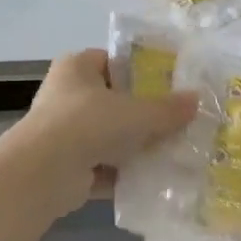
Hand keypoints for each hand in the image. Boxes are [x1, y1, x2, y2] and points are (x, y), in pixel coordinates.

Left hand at [14, 49, 196, 213]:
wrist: (43, 173)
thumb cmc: (88, 123)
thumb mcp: (137, 112)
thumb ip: (167, 108)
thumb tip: (197, 100)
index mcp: (77, 67)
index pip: (113, 61)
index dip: (142, 71)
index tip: (171, 85)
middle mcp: (66, 95)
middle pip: (114, 101)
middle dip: (143, 114)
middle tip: (178, 121)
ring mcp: (64, 132)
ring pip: (110, 136)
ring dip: (136, 146)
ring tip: (174, 151)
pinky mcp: (66, 166)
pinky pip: (104, 166)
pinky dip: (125, 173)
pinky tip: (155, 179)